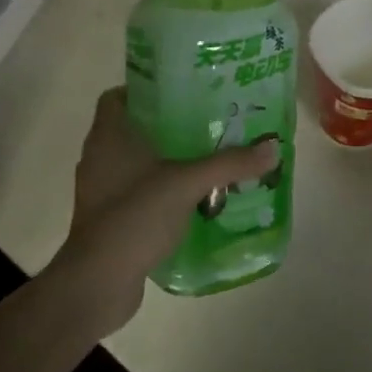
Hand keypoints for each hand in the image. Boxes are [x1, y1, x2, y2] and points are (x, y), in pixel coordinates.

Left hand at [54, 88, 279, 331]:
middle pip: (132, 129)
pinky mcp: (109, 219)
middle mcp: (99, 158)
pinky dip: (160, 192)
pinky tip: (192, 200)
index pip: (117, 96)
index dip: (145, 90)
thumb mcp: (187, 184)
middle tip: (207, 124)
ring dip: (166, 161)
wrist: (99, 281)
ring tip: (205, 160)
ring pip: (136, 164)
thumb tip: (273, 146)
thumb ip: (229, 164)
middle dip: (167, 126)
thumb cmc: (135, 216)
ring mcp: (102, 191)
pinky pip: (137, 194)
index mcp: (108, 136)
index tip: (181, 92)